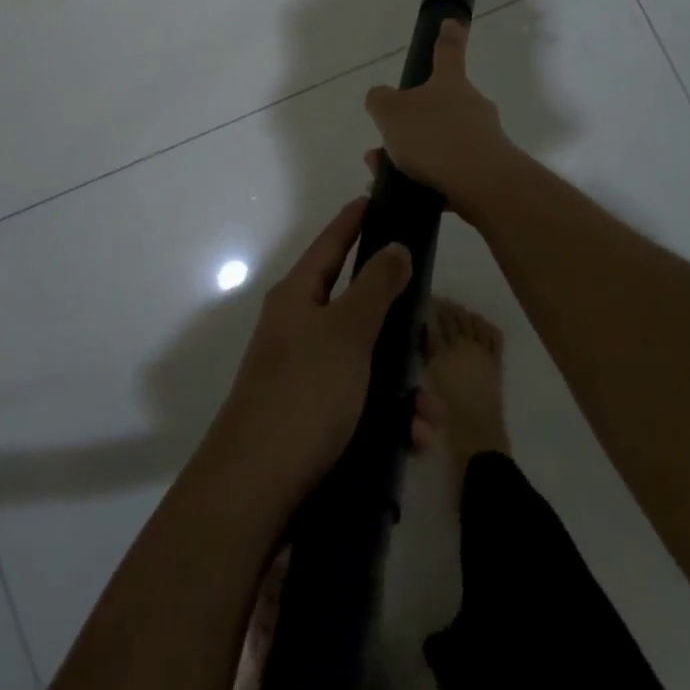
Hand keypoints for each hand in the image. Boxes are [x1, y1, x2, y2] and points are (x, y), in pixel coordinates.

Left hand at [208, 198, 412, 511]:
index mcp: (299, 297)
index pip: (331, 243)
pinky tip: (413, 440)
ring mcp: (309, 374)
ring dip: (406, 387)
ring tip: (427, 416)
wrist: (257, 489)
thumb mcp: (346, 332)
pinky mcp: (319, 416)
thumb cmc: (304, 394)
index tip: (378, 199)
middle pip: (362, 308)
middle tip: (431, 345)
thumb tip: (396, 246)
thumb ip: (376, 286)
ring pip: (372, 362)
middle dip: (403, 330)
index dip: (354, 220)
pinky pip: (366, 402)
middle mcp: (302, 329)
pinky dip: (392, 418)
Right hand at [364, 19, 518, 221]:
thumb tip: (381, 96)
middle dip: (412, 121)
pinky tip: (406, 192)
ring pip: (440, 140)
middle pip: (440, 104)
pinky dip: (427, 178)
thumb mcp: (391, 113)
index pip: (448, 51)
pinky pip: (450, 170)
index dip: (447, 35)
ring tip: (383, 173)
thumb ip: (380, 100)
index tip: (451, 22)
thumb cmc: (435, 138)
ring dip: (413, 154)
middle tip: (385, 140)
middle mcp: (471, 105)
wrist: (483, 185)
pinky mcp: (487, 171)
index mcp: (450, 83)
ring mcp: (483, 138)